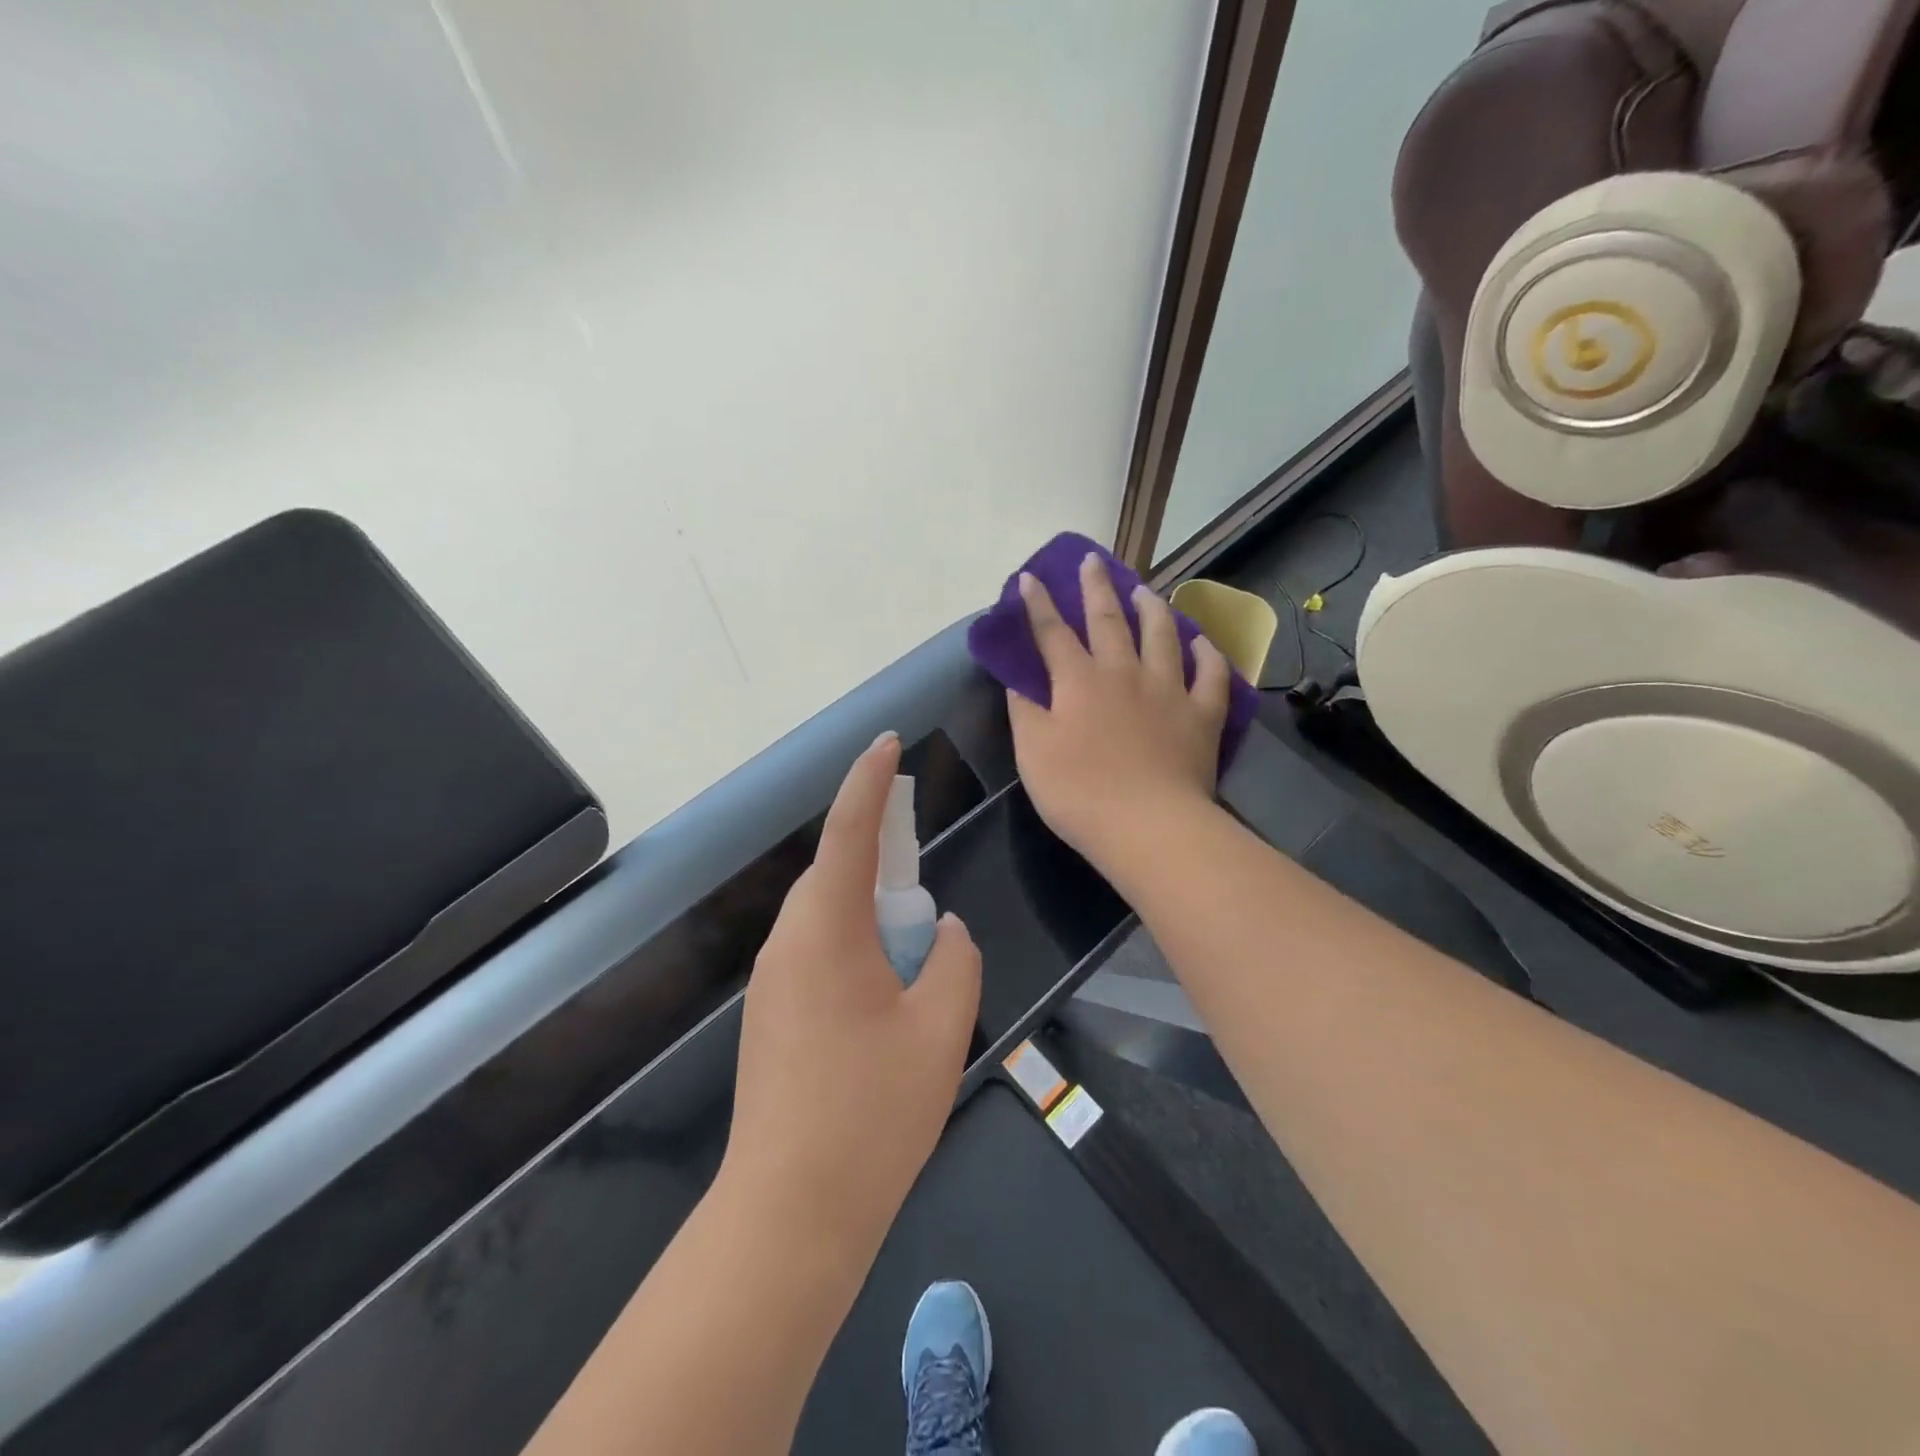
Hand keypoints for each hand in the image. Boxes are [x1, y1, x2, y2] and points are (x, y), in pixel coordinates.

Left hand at [726, 732, 981, 1257]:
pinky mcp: (771, 1015)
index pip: (849, 831)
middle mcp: (788, 942)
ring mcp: (772, 981)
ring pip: (826, 914)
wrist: (789, 1212)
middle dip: (877, 850)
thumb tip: (944, 932)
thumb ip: (954, 962)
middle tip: (918, 853)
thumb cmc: (872, 1113)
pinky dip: (854, 942)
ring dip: (868, 904)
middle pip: (835, 871)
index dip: (869, 780)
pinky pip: (817, 951)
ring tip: (912, 934)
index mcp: (826, 929)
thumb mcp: (939, 1029)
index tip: (888, 743)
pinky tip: (885, 985)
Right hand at [1008, 553, 1230, 871]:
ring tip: (1146, 590)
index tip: (1029, 577)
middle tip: (1092, 561)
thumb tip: (1018, 679)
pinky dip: (1207, 654)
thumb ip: (1024, 711)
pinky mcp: (1201, 714)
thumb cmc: (1079, 793)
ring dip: (1152, 608)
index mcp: (1079, 681)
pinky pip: (1210, 675)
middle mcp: (1124, 672)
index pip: (1052, 632)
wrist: (1148, 826)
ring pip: (1162, 635)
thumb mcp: (1033, 753)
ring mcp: (1168, 690)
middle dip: (1096, 587)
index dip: (1038, 604)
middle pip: (1109, 619)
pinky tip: (1202, 643)